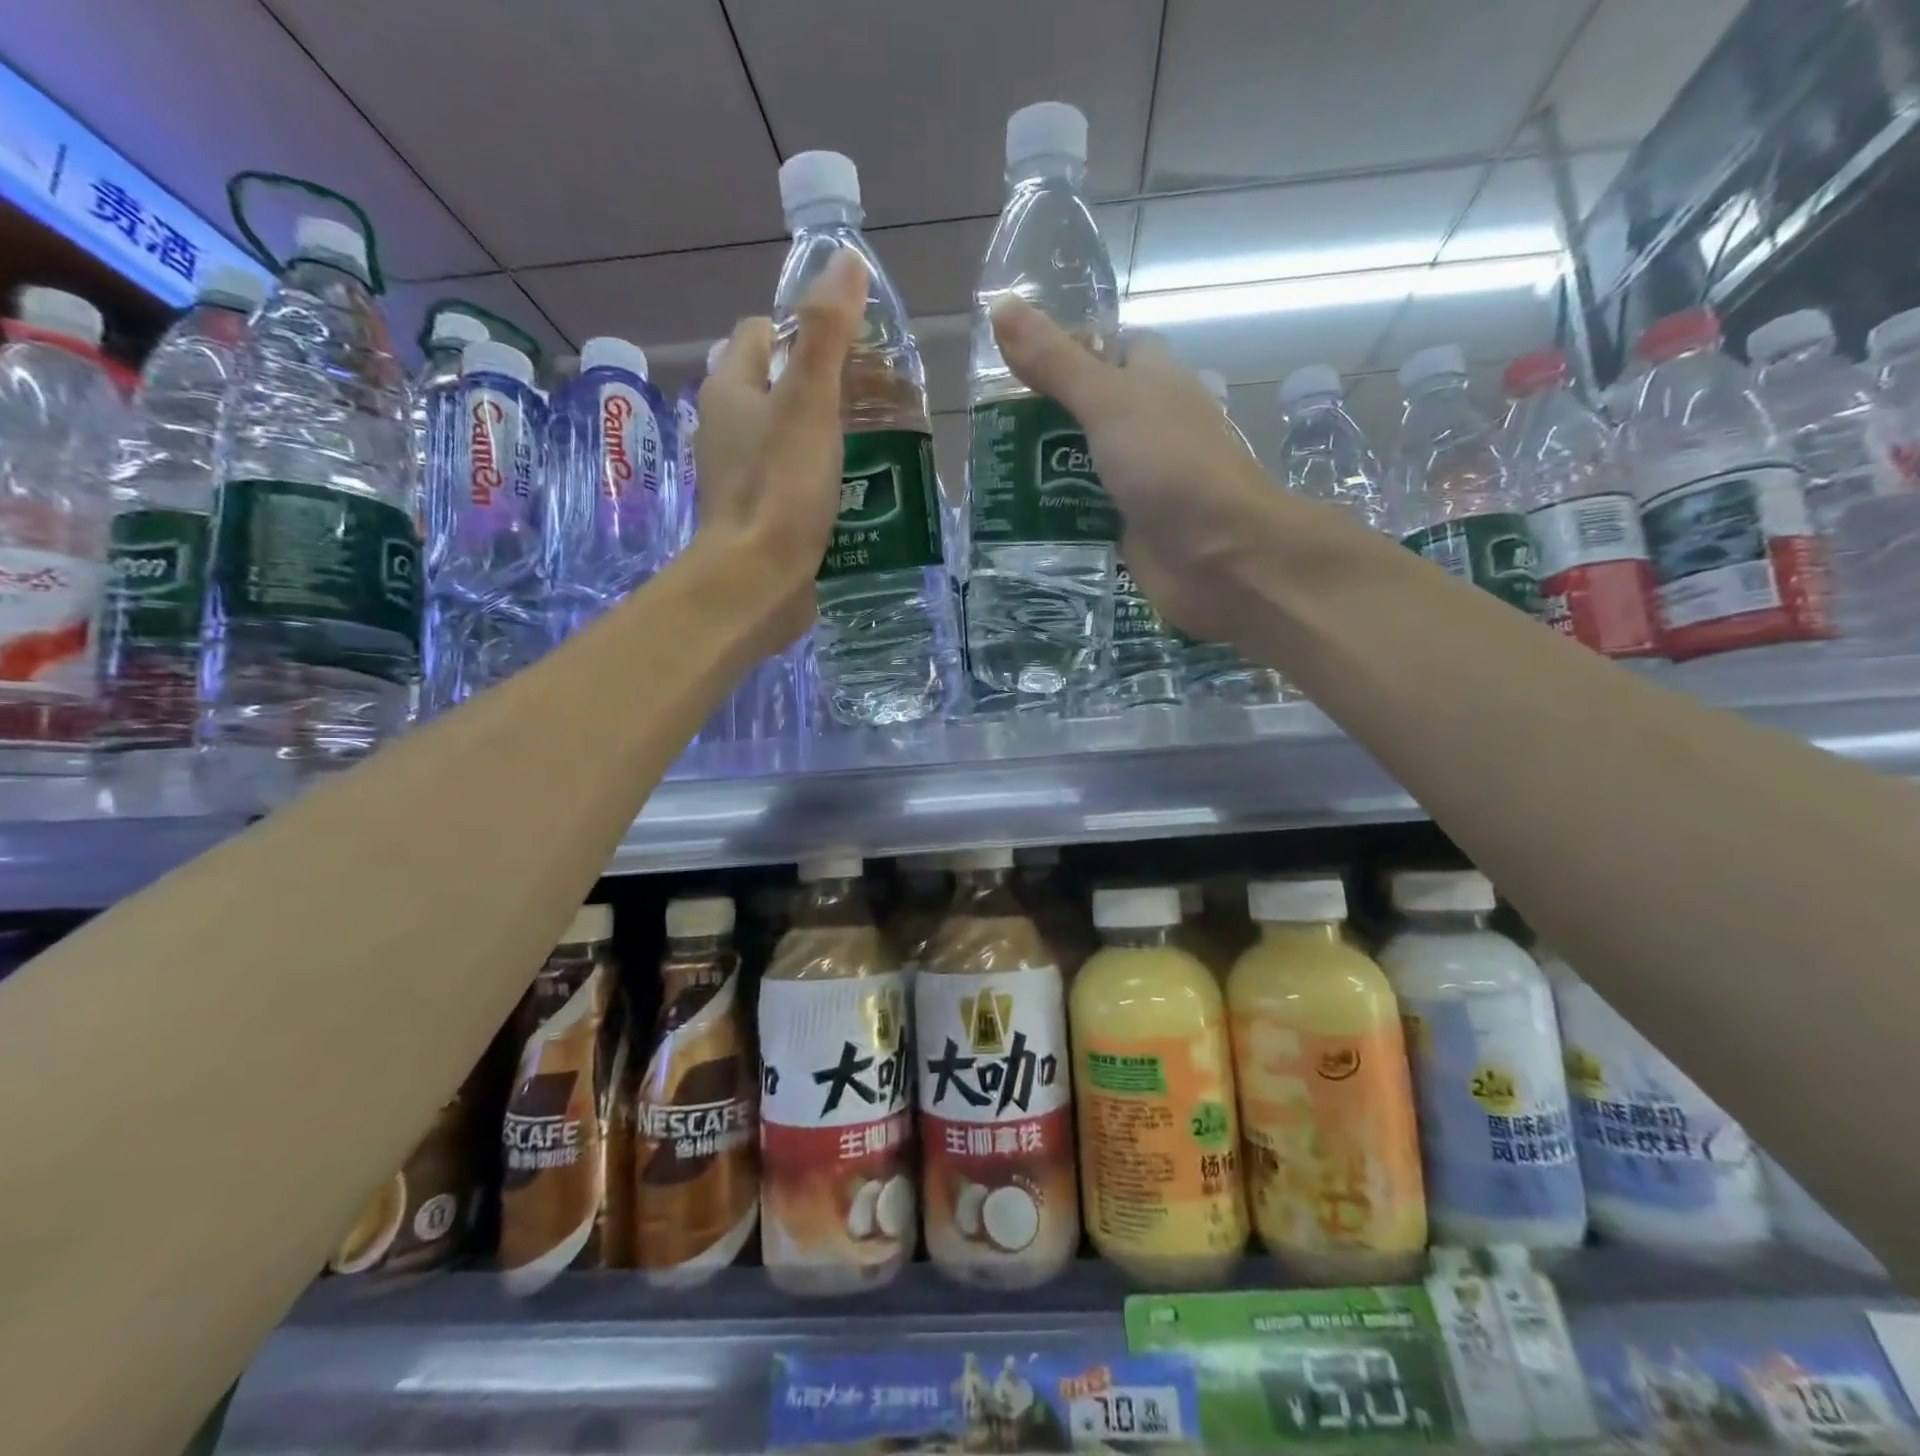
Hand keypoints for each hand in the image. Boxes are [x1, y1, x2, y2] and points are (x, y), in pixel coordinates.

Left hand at [693, 248, 867, 649]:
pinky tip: (859, 488)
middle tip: (880, 397)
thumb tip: (846, 261)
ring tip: (880, 441)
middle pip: (777, 385)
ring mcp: (741, 474)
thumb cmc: (780, 487)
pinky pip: (793, 479)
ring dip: (827, 433)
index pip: (762, 333)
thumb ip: (827, 334)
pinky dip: (822, 475)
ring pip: (787, 435)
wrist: (756, 581)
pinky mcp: (760, 514)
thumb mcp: (810, 403)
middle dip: (825, 384)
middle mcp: (727, 426)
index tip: (855, 348)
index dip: (805, 330)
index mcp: (731, 388)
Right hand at [989, 298, 1281, 643]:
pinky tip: (1013, 518)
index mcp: (1152, 382)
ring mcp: (1137, 481)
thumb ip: (1056, 363)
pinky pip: (1083, 515)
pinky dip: (1054, 515)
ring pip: (1080, 465)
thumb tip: (1001, 304)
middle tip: (981, 426)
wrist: (1222, 557)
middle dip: (1038, 417)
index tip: (1010, 360)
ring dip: (1040, 470)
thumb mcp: (1109, 403)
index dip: (1065, 347)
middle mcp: (1146, 427)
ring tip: (985, 471)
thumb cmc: (1171, 467)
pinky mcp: (1127, 529)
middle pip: (1085, 411)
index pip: (1108, 348)